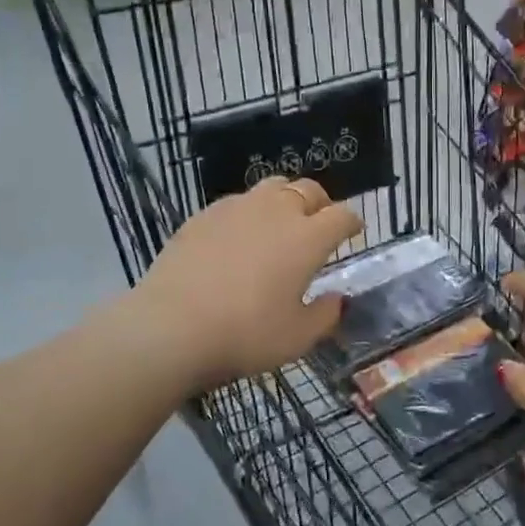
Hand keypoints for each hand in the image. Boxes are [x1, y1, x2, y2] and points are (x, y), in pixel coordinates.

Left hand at [134, 177, 362, 387]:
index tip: (353, 231)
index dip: (352, 222)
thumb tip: (337, 299)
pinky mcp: (204, 215)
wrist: (171, 326)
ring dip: (284, 200)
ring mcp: (237, 208)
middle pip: (308, 190)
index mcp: (307, 238)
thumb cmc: (245, 335)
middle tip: (318, 224)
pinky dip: (249, 212)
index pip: (342, 215)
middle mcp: (276, 211)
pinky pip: (237, 202)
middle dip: (320, 204)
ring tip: (279, 224)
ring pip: (272, 187)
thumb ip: (325, 315)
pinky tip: (238, 237)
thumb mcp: (297, 338)